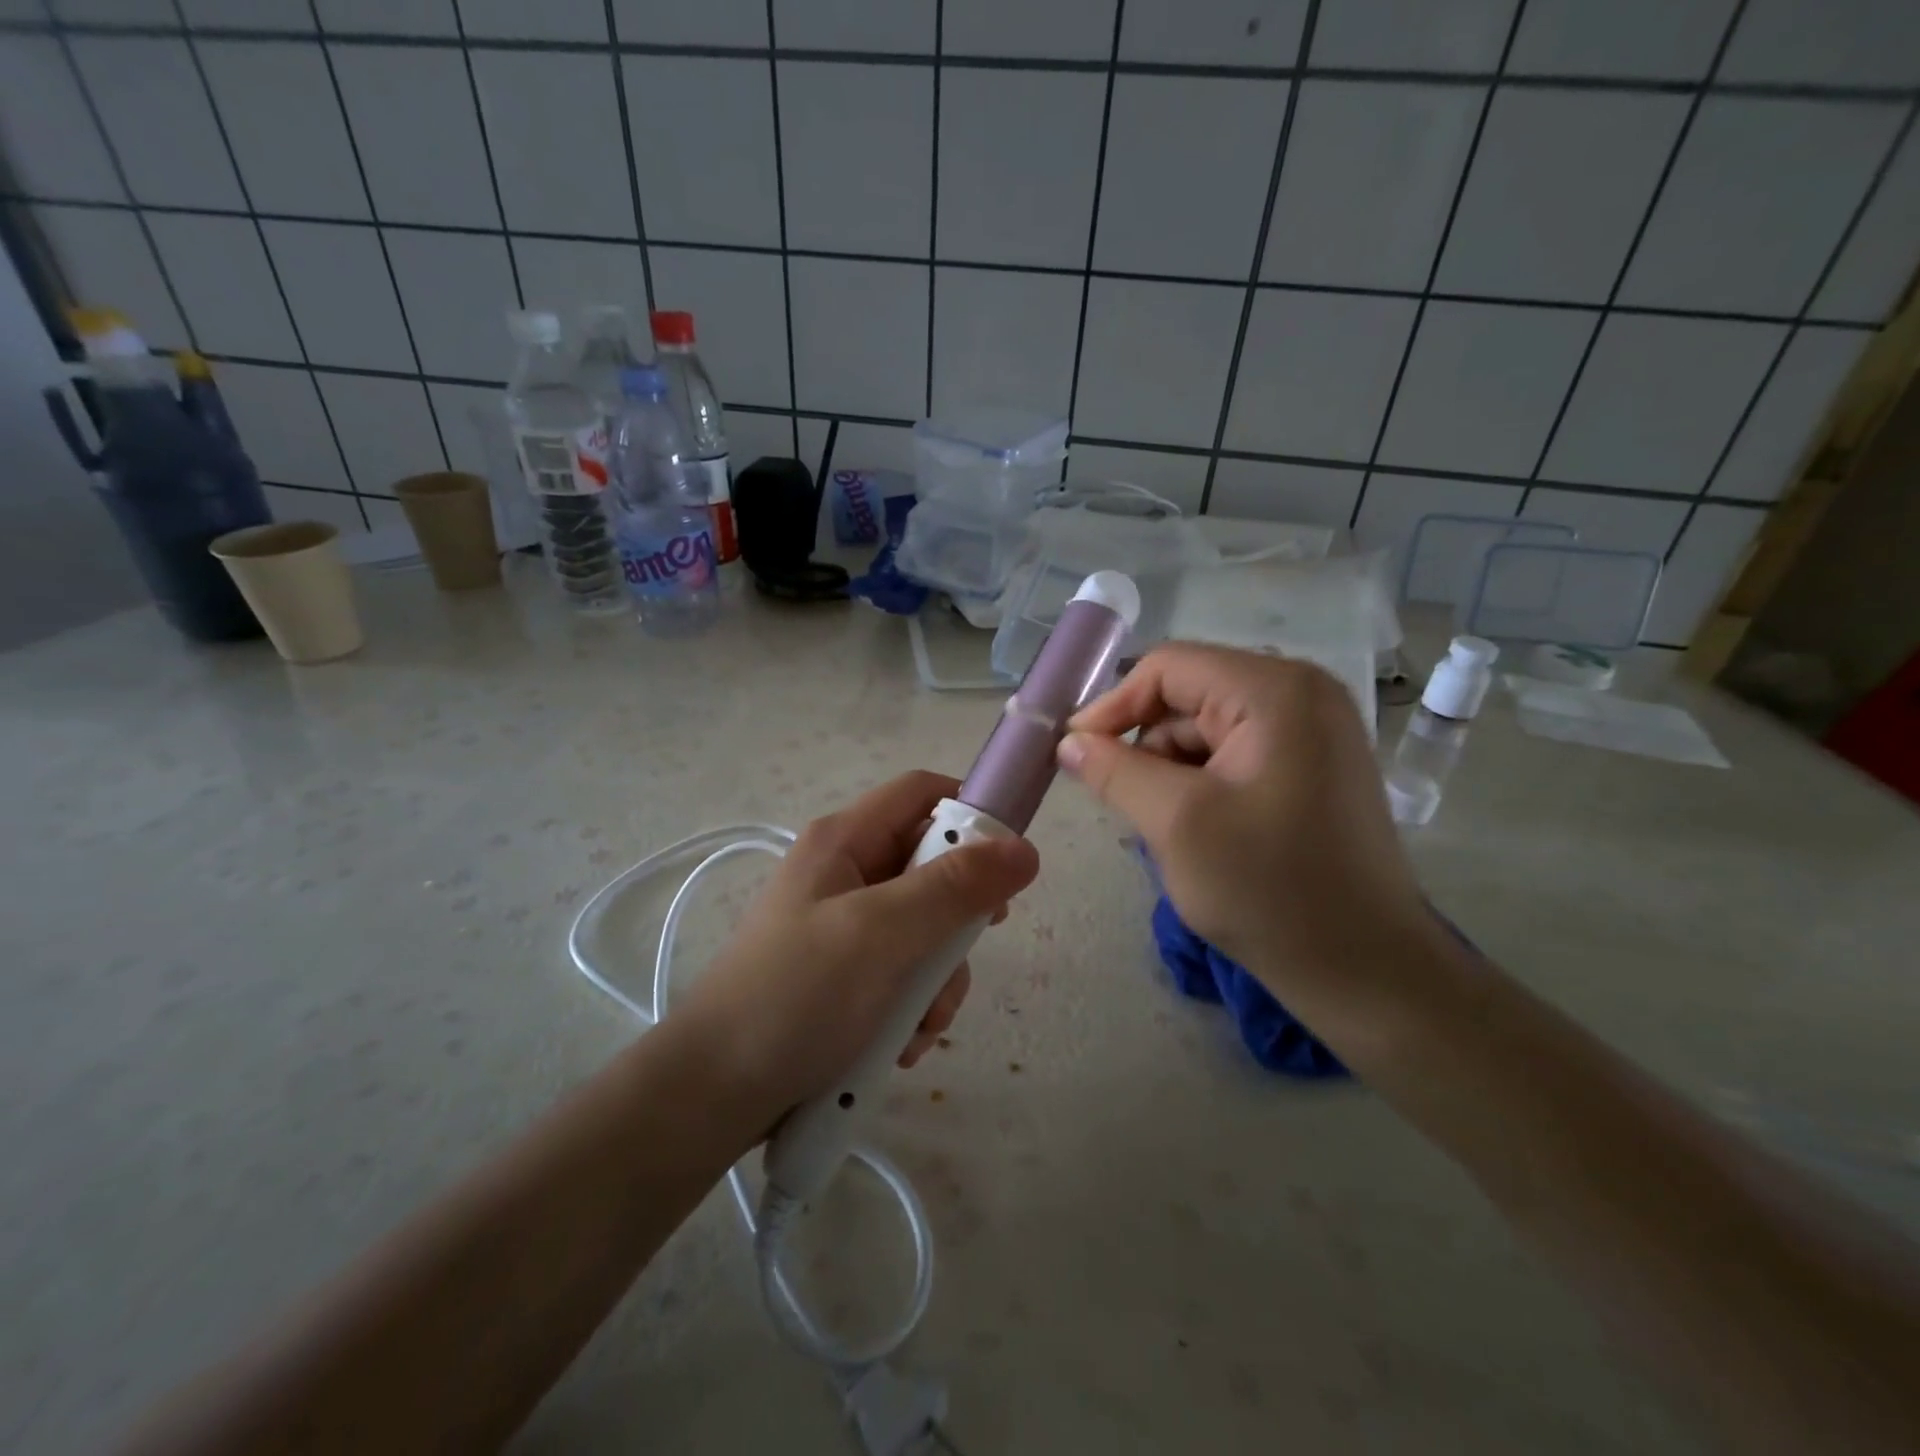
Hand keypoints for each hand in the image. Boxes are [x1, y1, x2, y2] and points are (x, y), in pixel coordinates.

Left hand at [677, 770, 1039, 1125]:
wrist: (715, 1094)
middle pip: (931, 867)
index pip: (922, 793)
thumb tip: (1025, 849)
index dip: (971, 813)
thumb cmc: (798, 996)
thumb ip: (955, 888)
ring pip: (924, 929)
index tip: (1008, 863)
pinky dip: (912, 1006)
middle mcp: (845, 872)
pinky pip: (902, 973)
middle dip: (955, 919)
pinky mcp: (844, 975)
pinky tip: (899, 1044)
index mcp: (844, 840)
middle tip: (963, 953)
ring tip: (920, 1024)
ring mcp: (843, 926)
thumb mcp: (882, 934)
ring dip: (936, 979)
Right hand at [1058, 644, 1442, 1030]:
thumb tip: (1068, 742)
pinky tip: (1196, 830)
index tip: (1074, 755)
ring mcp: (1313, 730)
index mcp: (1275, 690)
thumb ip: (1113, 771)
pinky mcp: (1312, 766)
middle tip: (1117, 799)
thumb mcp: (1175, 823)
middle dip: (1145, 745)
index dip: (1113, 707)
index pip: (1168, 668)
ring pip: (1207, 728)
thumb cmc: (1270, 890)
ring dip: (1171, 770)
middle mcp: (1301, 693)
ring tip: (1164, 826)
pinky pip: (1234, 753)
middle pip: (1188, 695)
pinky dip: (1200, 784)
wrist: (1367, 970)